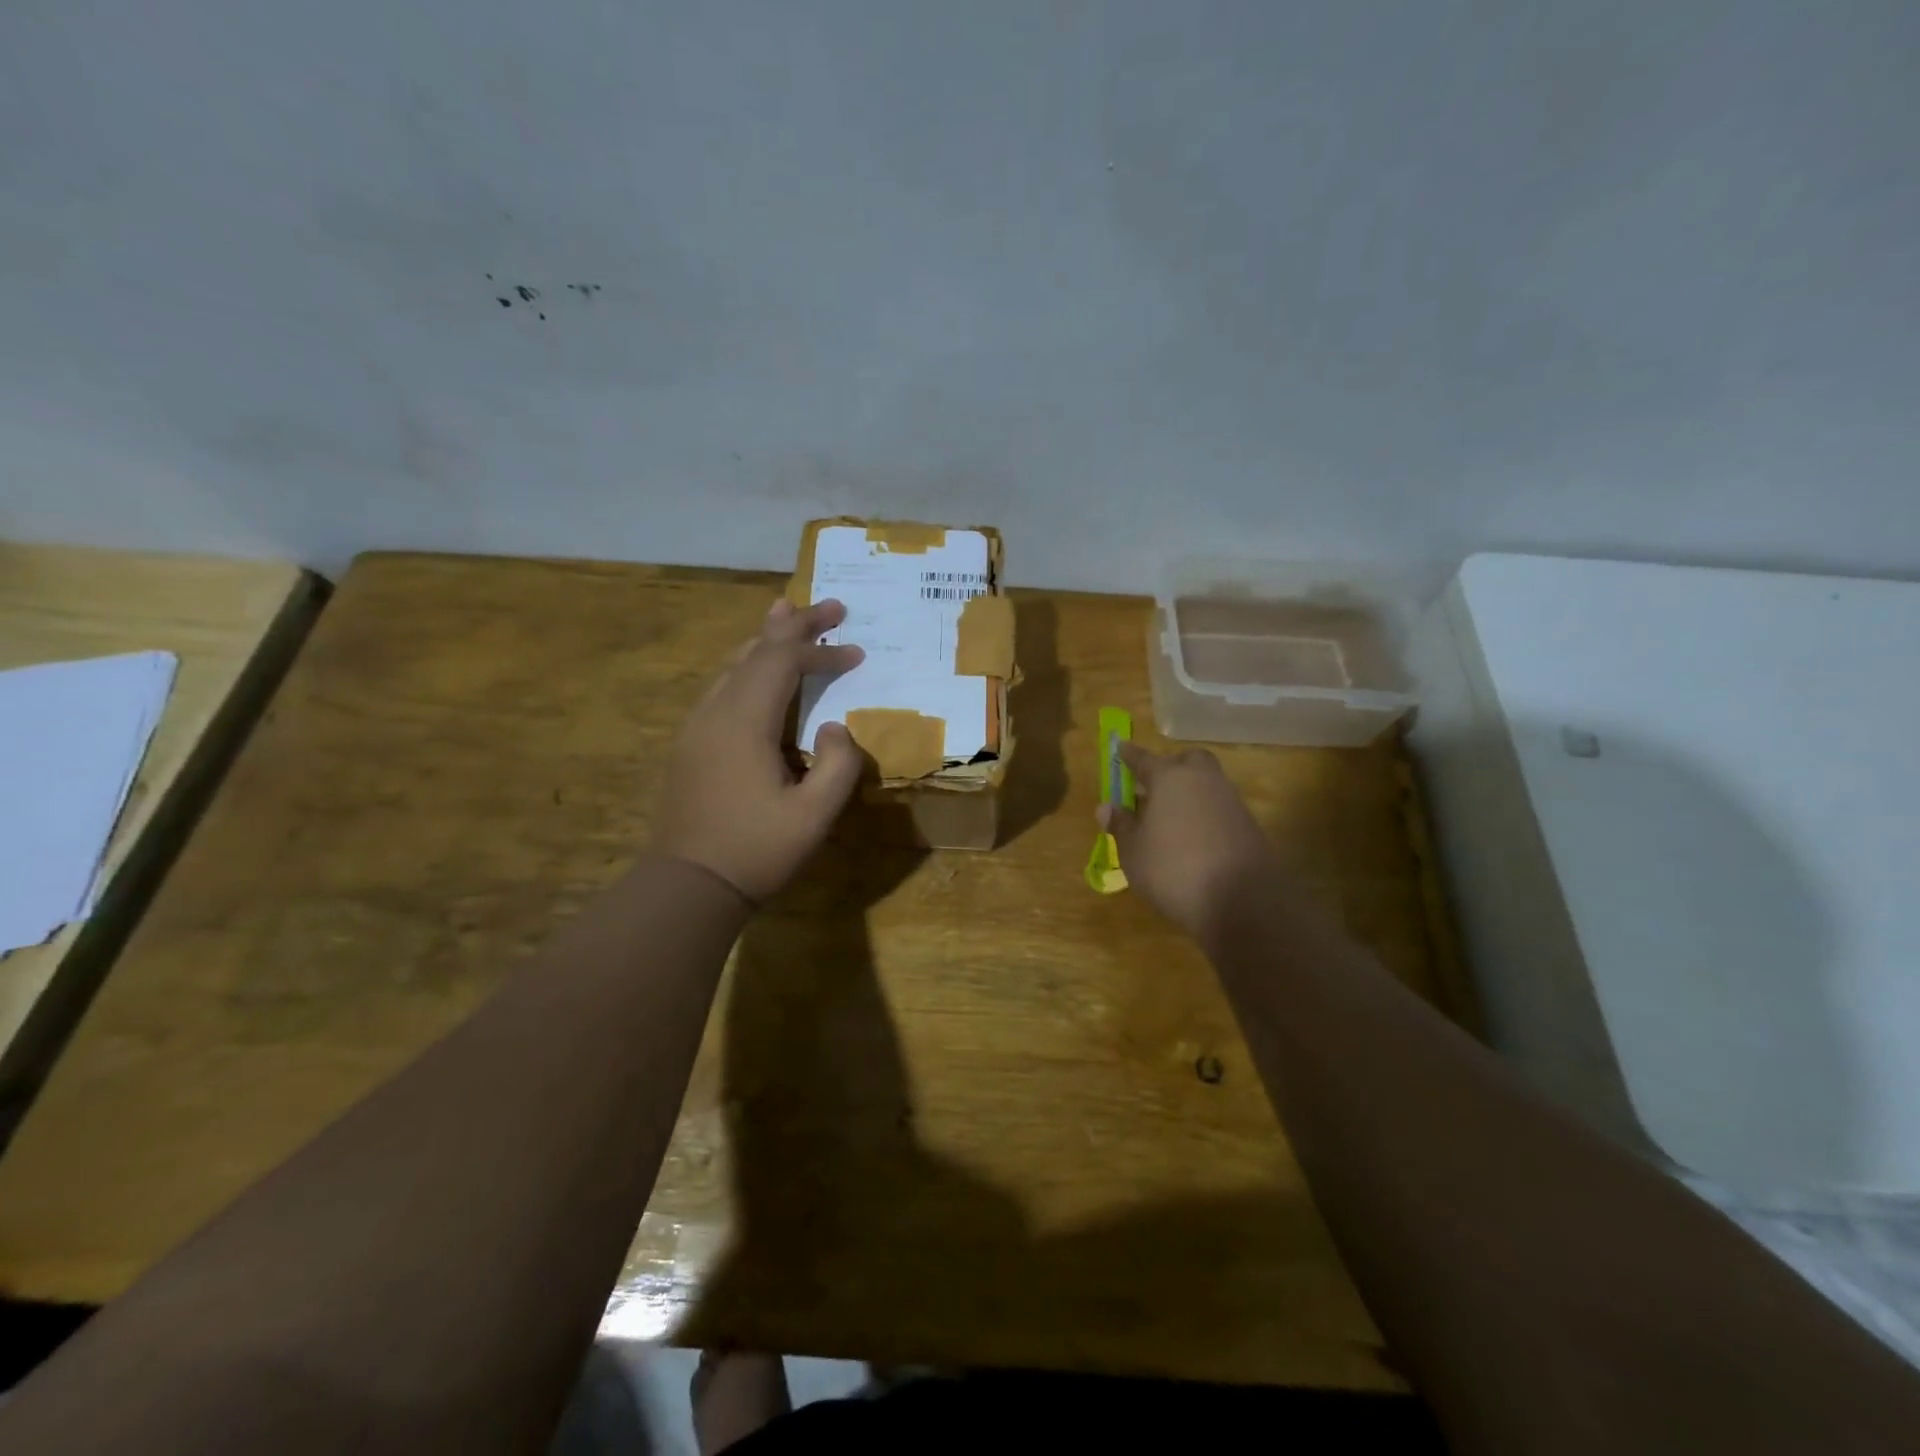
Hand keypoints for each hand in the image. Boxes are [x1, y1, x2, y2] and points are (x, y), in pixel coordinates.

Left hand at [652, 598, 866, 901]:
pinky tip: (758, 670)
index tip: (857, 652)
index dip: (821, 651)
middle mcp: (715, 712)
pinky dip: (749, 666)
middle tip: (830, 606)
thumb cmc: (755, 851)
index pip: (784, 663)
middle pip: (755, 651)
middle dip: (794, 626)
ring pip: (733, 665)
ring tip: (787, 614)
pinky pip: (723, 686)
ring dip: (766, 640)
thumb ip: (838, 765)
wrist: (688, 885)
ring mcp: (697, 726)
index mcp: (743, 722)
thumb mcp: (814, 816)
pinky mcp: (692, 742)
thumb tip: (836, 727)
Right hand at [1098, 742, 1279, 944]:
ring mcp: (1231, 802)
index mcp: (1170, 779)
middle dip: (1171, 766)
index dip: (1130, 755)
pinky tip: (1194, 837)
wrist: (1242, 902)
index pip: (1144, 759)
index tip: (1121, 746)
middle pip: (1188, 761)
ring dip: (1190, 792)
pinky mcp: (1249, 826)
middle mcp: (1203, 781)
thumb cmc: (1173, 870)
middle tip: (1154, 785)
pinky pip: (1221, 808)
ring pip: (1208, 783)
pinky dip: (1206, 814)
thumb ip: (1122, 826)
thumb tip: (1106, 807)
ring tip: (1171, 816)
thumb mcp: (1134, 853)